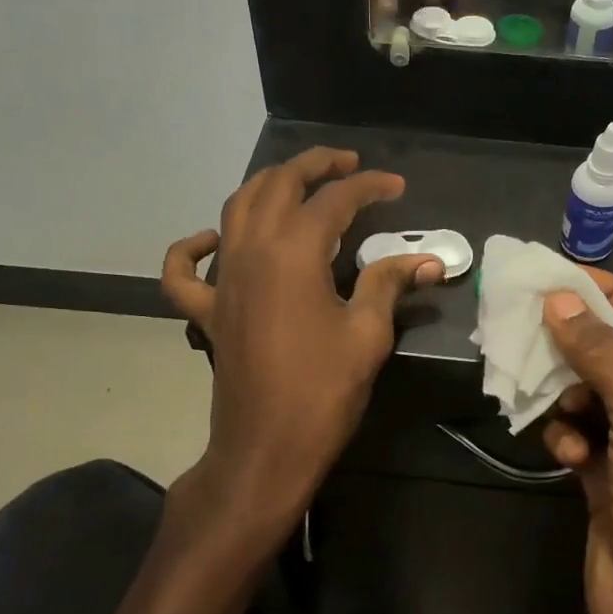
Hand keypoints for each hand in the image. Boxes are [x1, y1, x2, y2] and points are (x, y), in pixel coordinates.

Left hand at [160, 147, 442, 560]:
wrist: (266, 448)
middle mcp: (250, 251)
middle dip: (314, 166)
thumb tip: (428, 261)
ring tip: (299, 184)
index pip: (334, 200)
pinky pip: (184, 270)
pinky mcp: (206, 310)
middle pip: (278, 185)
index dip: (369, 187)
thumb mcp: (367, 335)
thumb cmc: (323, 391)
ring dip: (267, 186)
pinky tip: (212, 239)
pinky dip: (193, 246)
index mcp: (293, 252)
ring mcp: (222, 279)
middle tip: (348, 166)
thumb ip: (388, 284)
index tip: (396, 187)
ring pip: (235, 208)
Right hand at [539, 271, 612, 613]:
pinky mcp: (608, 477)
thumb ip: (601, 351)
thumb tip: (559, 298)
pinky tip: (565, 455)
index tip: (556, 274)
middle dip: (575, 345)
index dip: (607, 293)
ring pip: (590, 395)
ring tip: (553, 403)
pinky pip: (579, 435)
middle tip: (526, 326)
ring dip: (567, 396)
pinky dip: (567, 437)